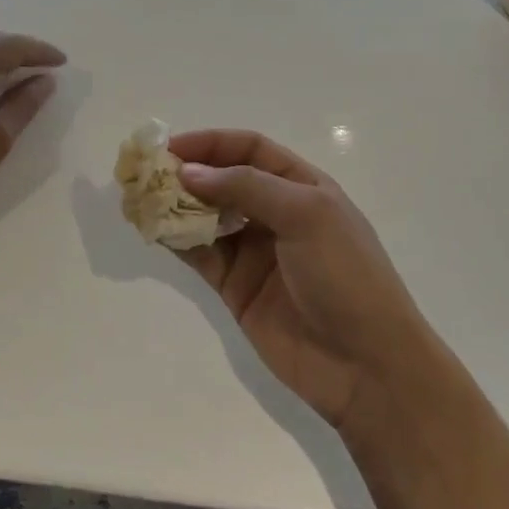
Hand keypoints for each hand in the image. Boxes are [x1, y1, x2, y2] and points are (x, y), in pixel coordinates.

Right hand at [172, 130, 434, 430]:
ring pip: (207, 216)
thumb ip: (246, 188)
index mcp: (302, 187)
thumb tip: (189, 172)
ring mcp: (254, 251)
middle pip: (224, 180)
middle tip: (147, 173)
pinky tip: (153, 229)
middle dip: (188, 172)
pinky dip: (176, 239)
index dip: (211, 143)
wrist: (366, 365)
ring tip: (141, 198)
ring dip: (176, 205)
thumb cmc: (346, 276)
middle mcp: (276, 213)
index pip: (250, 150)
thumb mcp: (306, 215)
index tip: (171, 148)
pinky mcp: (236, 287)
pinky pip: (200, 254)